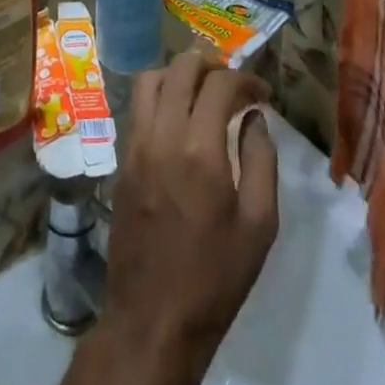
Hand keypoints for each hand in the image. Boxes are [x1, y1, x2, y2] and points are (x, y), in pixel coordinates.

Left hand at [95, 54, 277, 384]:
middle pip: (180, 69)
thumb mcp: (259, 225)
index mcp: (200, 151)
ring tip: (202, 90)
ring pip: (150, 79)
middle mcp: (162, 136)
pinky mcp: (121, 160)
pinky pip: (137, 107)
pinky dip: (159, 96)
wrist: (153, 320)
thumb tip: (255, 118)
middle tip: (232, 82)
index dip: (246, 79)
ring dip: (178, 74)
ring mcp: (135, 145)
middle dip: (210, 64)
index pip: (219, 84)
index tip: (262, 94)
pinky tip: (179, 117)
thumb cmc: (215, 277)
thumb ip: (261, 160)